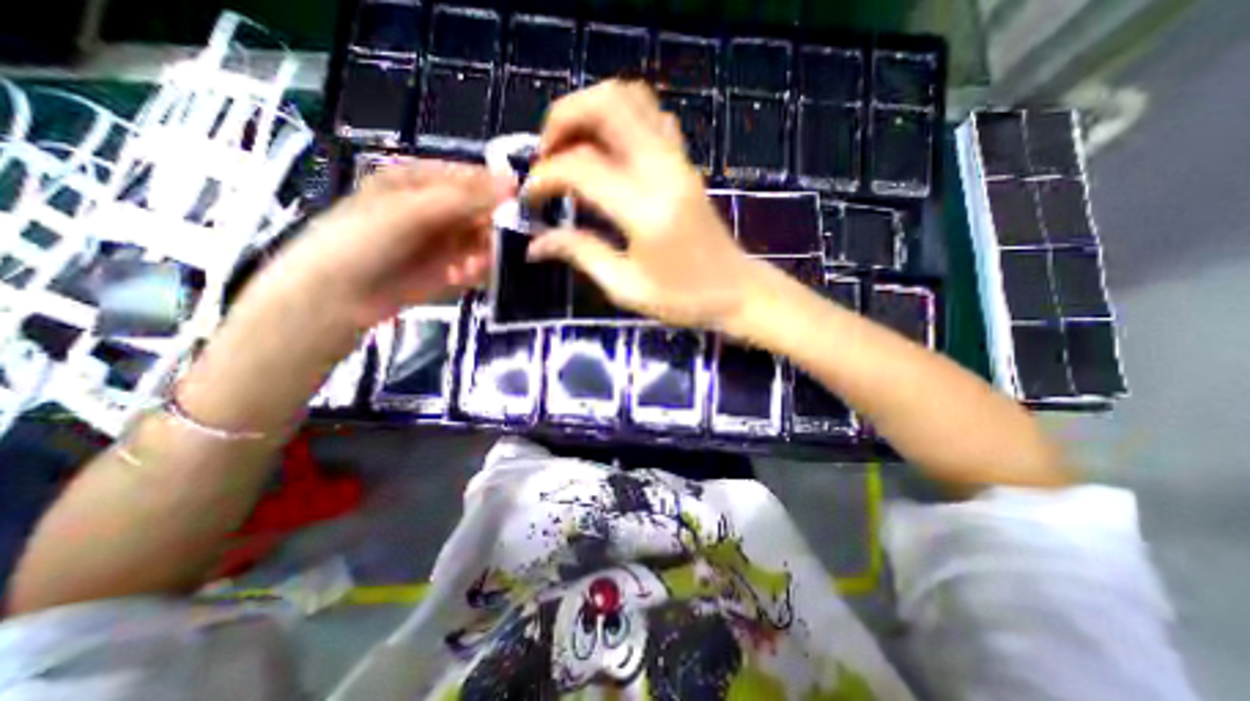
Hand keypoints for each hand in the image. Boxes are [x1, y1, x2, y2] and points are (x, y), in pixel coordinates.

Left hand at [256, 159, 510, 329]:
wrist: (337, 297)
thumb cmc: (366, 240)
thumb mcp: (415, 211)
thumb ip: (466, 198)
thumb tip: (514, 182)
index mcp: (420, 181)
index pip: (470, 177)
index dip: (495, 189)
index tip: (518, 204)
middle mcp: (435, 208)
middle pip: (480, 211)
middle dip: (489, 228)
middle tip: (491, 244)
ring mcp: (443, 240)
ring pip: (481, 240)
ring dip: (483, 253)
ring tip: (470, 267)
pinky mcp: (447, 268)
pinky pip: (475, 264)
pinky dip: (475, 271)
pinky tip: (461, 277)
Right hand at [525, 80, 767, 329]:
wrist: (737, 290)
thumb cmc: (684, 299)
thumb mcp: (627, 287)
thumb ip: (580, 254)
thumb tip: (536, 244)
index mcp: (646, 210)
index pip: (581, 167)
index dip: (544, 178)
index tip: (530, 199)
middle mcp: (663, 171)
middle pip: (606, 104)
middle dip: (562, 119)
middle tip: (545, 157)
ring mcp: (679, 161)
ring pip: (630, 98)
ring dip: (590, 112)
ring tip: (570, 150)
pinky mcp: (686, 163)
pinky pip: (652, 116)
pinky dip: (620, 119)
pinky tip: (607, 151)